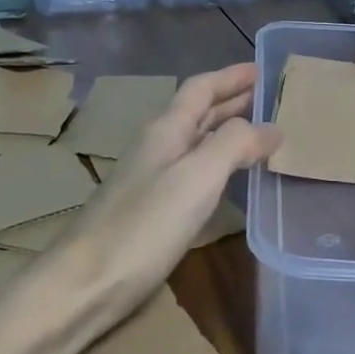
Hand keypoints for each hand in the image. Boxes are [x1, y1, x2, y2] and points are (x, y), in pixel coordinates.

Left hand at [53, 64, 279, 316]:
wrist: (84, 285)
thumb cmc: (143, 225)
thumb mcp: (197, 177)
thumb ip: (234, 144)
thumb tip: (270, 126)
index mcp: (166, 129)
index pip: (201, 88)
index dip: (231, 76)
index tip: (262, 68)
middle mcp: (158, 146)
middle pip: (198, 111)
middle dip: (232, 100)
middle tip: (269, 97)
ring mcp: (151, 178)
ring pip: (196, 141)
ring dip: (226, 130)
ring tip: (259, 132)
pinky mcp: (151, 210)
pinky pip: (193, 170)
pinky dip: (218, 162)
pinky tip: (229, 178)